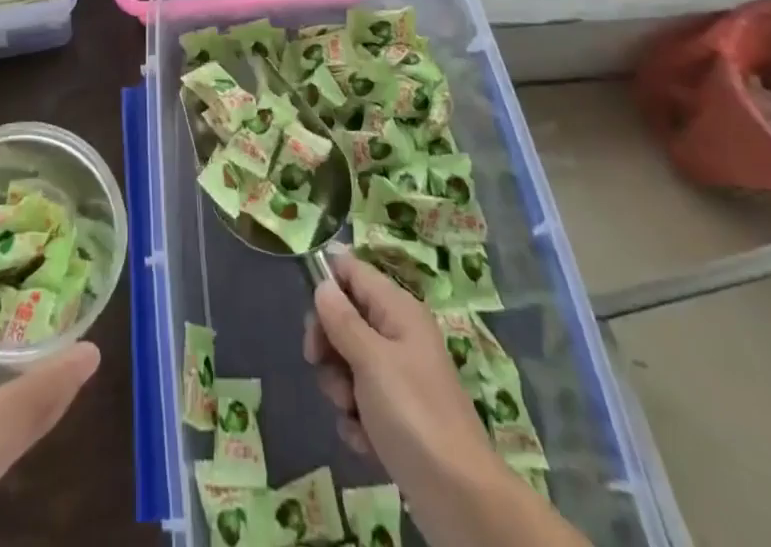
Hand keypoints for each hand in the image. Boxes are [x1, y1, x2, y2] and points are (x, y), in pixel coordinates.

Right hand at [304, 247, 585, 546]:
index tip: (309, 314)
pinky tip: (365, 439)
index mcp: (398, 309)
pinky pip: (361, 400)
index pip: (353, 271)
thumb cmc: (413, 415)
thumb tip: (323, 284)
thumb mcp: (370, 360)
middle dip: (328, 344)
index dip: (327, 284)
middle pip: (346, 317)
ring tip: (352, 411)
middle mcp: (398, 334)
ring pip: (348, 362)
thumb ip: (342, 319)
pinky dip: (357, 419)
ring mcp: (399, 376)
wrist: (461, 499)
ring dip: (340, 386)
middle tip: (319, 364)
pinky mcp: (397, 414)